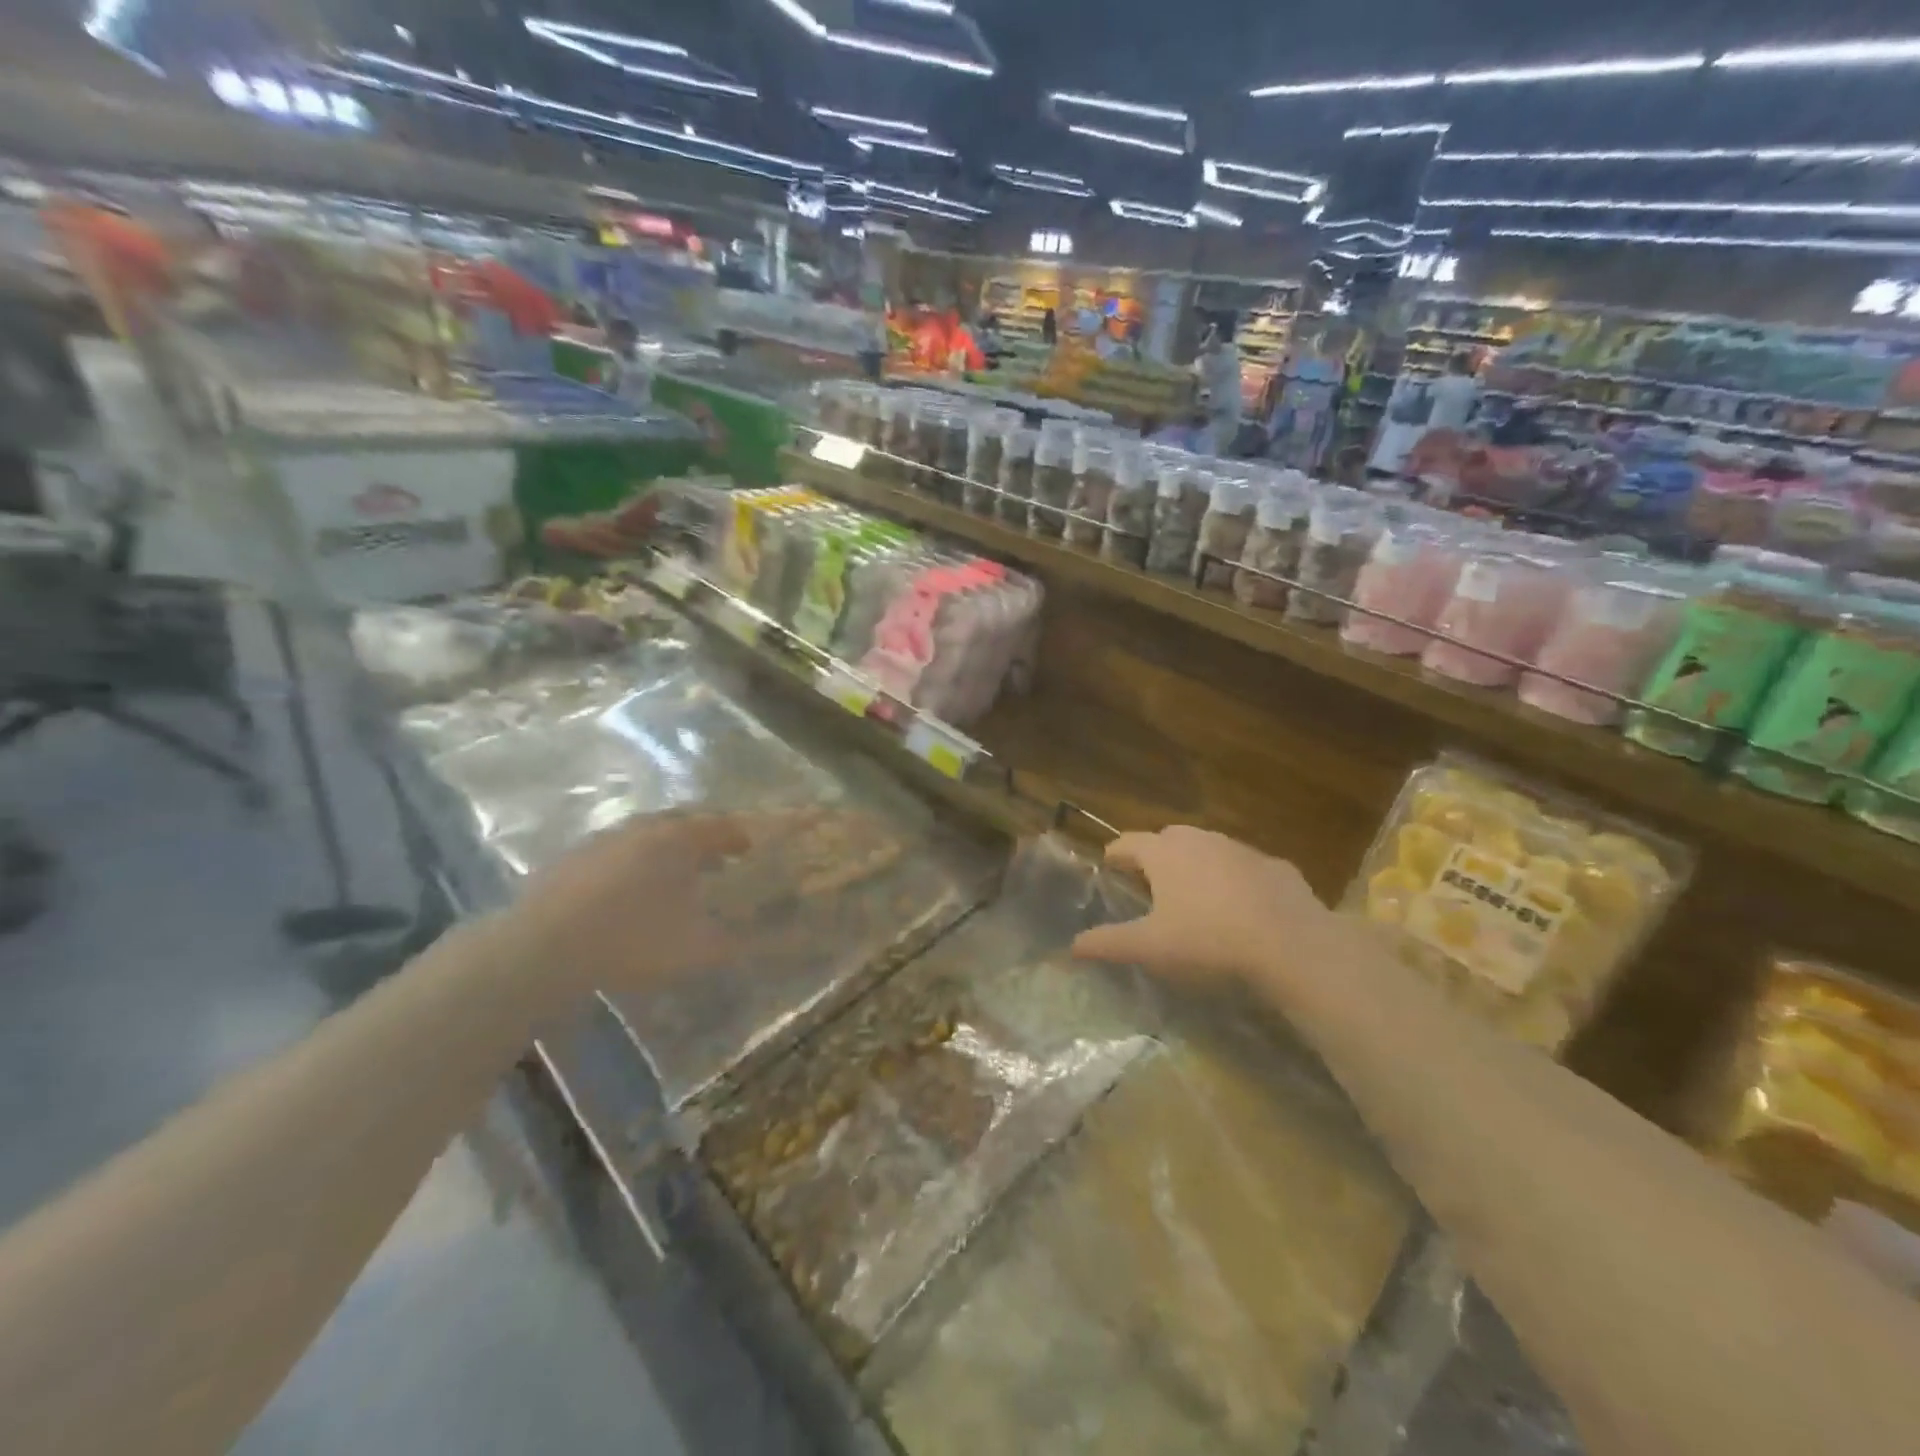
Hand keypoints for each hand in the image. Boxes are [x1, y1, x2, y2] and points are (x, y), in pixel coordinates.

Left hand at [487, 810, 751, 994]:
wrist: (542, 949)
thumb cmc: (633, 940)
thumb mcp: (698, 949)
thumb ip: (738, 942)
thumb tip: (773, 943)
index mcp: (678, 839)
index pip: (719, 826)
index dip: (738, 836)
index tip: (749, 848)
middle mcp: (643, 828)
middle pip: (682, 822)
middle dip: (703, 837)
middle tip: (717, 858)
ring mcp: (602, 840)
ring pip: (646, 834)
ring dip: (666, 848)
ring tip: (674, 874)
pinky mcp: (571, 859)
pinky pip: (616, 851)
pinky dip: (633, 862)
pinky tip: (628, 889)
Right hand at [1071, 826, 1338, 987]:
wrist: (1291, 945)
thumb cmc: (1208, 941)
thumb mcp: (1150, 948)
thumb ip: (1108, 943)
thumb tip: (1072, 946)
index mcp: (1164, 854)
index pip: (1128, 843)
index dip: (1115, 855)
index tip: (1108, 866)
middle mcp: (1200, 840)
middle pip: (1168, 837)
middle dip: (1156, 854)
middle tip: (1150, 883)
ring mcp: (1241, 850)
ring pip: (1209, 848)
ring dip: (1197, 864)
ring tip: (1194, 894)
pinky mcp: (1276, 866)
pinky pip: (1245, 867)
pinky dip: (1235, 879)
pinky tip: (1241, 907)